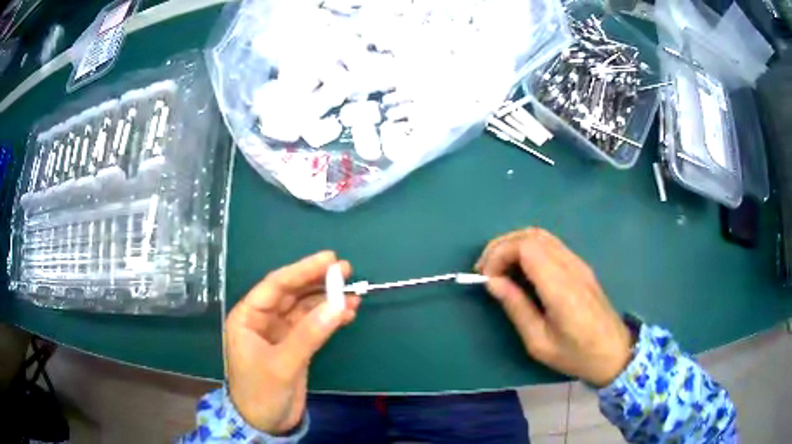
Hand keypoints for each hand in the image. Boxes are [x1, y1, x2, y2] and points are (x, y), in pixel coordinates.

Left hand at [225, 251, 360, 433]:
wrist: (264, 423)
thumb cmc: (261, 392)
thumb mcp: (282, 364)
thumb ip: (309, 334)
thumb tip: (338, 305)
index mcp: (248, 317)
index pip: (276, 285)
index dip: (303, 270)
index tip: (330, 259)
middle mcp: (263, 319)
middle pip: (292, 293)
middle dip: (318, 282)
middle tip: (346, 270)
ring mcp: (280, 333)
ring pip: (305, 308)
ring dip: (327, 301)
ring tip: (353, 293)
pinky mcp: (295, 346)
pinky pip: (313, 325)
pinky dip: (329, 319)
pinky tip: (347, 313)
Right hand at [475, 228, 632, 386]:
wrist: (614, 352)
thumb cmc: (576, 354)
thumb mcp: (539, 342)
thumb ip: (516, 308)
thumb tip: (492, 282)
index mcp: (560, 287)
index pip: (526, 247)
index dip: (500, 254)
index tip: (486, 277)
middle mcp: (571, 266)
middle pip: (531, 235)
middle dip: (502, 246)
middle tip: (485, 269)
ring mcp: (579, 263)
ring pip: (541, 235)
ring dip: (515, 244)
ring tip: (499, 268)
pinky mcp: (581, 266)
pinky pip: (551, 245)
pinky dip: (529, 248)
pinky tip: (521, 269)